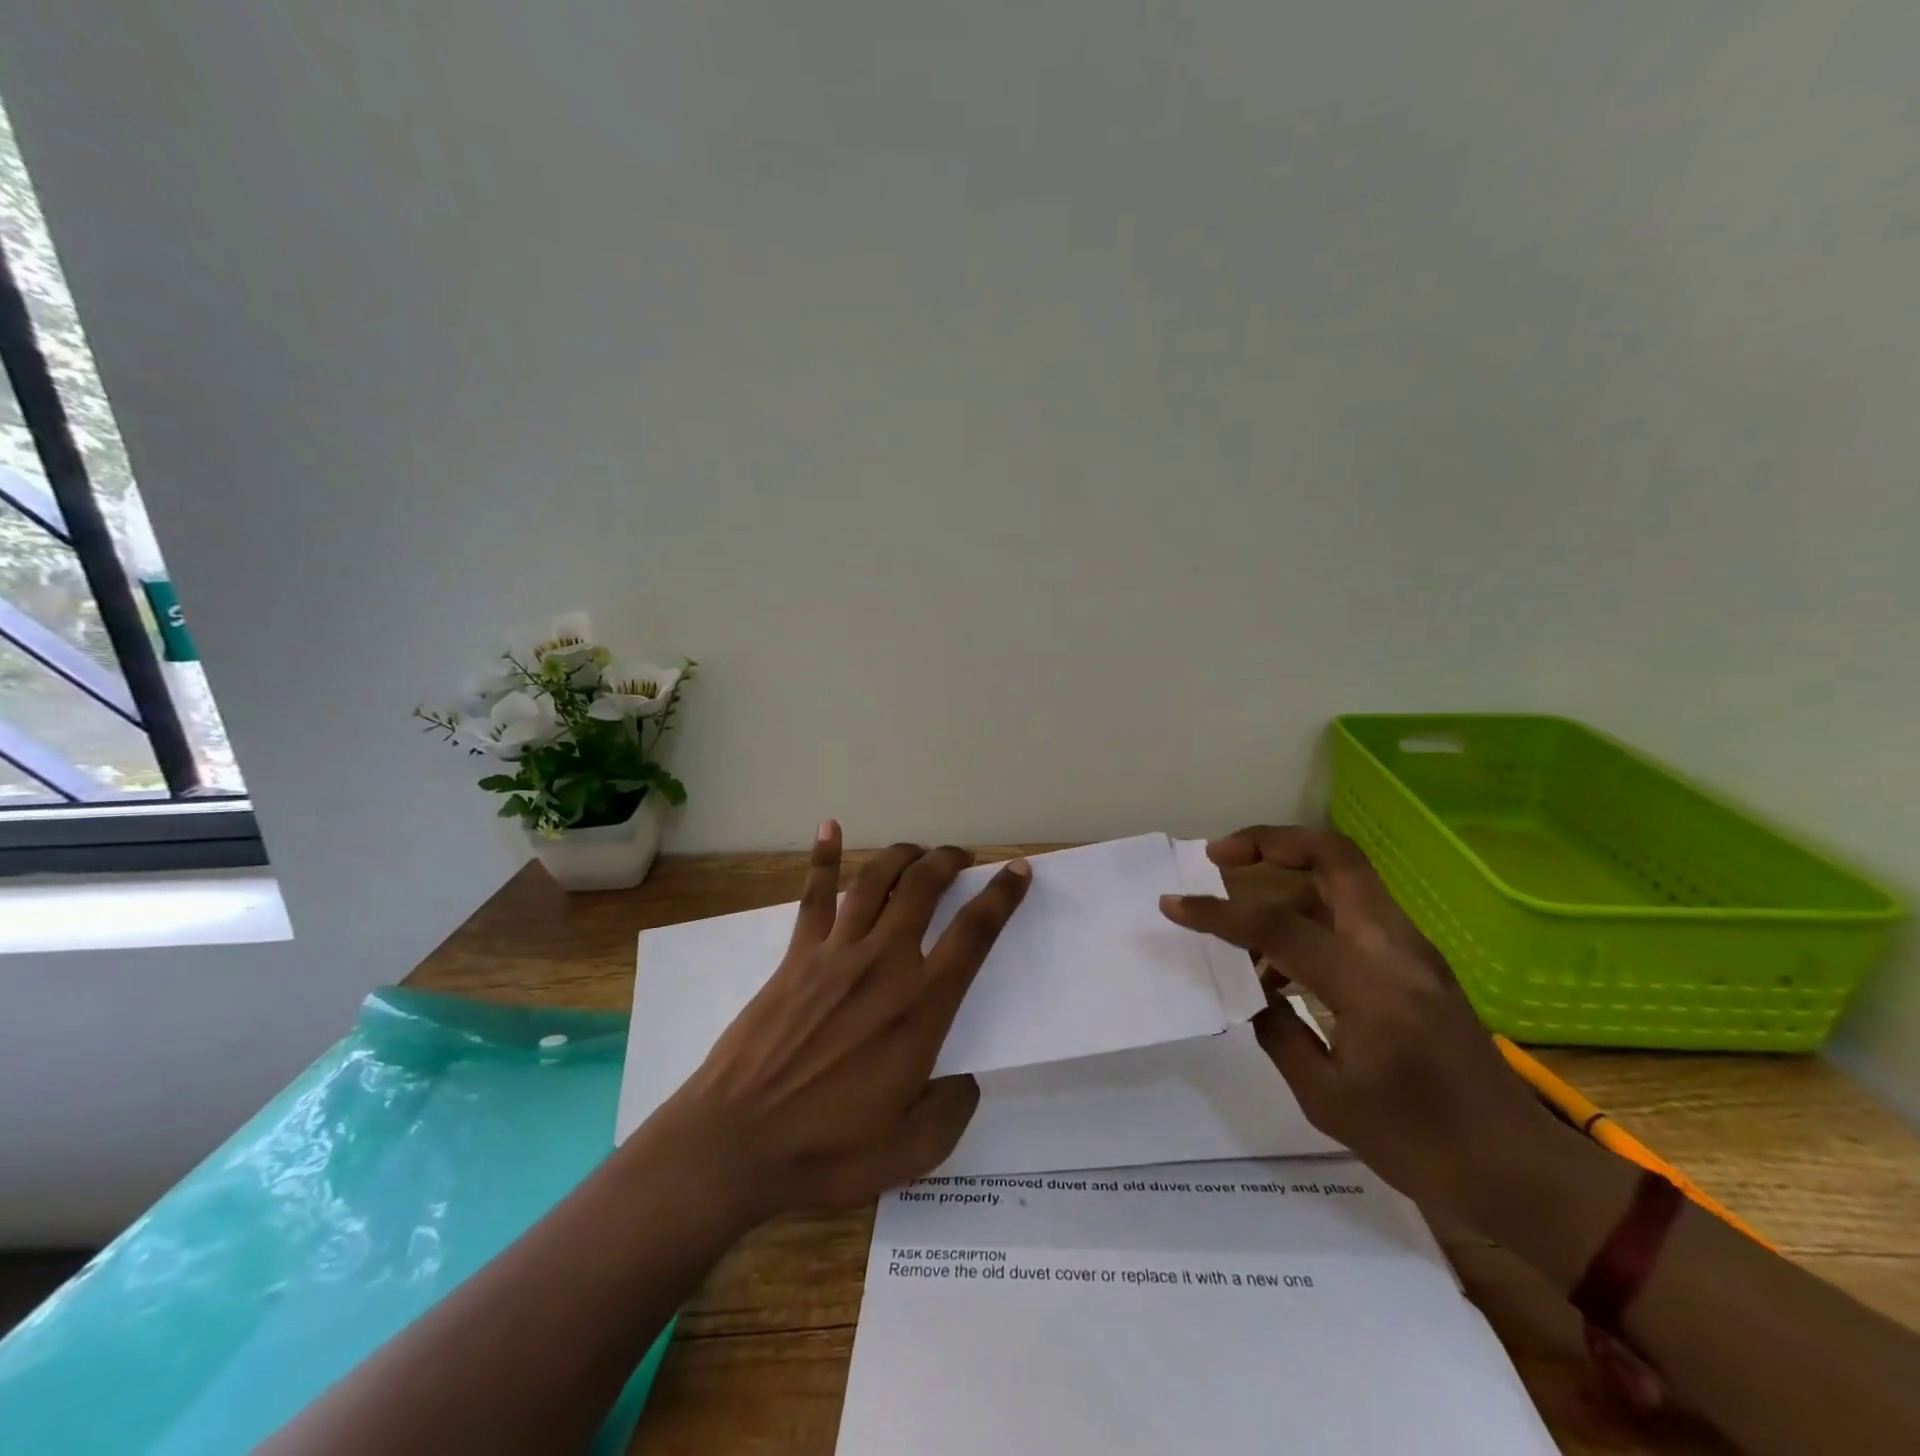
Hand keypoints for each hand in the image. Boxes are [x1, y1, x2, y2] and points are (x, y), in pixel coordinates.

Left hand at [651, 821, 1030, 1222]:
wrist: (734, 1142)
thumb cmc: (826, 1150)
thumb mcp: (911, 1152)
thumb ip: (952, 1111)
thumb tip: (967, 1079)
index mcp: (920, 1008)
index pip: (974, 935)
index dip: (1002, 897)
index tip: (1017, 871)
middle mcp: (884, 964)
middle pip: (924, 889)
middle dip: (950, 861)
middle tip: (963, 857)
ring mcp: (835, 953)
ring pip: (876, 881)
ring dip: (903, 855)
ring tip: (919, 849)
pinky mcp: (796, 956)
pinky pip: (813, 896)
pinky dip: (823, 858)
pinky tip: (830, 827)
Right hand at [1159, 825, 1564, 1227]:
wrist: (1518, 1169)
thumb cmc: (1420, 1146)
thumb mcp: (1326, 1099)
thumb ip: (1276, 1030)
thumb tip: (1250, 989)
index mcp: (1370, 987)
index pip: (1278, 927)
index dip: (1218, 913)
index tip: (1173, 905)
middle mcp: (1395, 949)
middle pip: (1333, 856)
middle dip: (1269, 842)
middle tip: (1218, 855)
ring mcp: (1412, 949)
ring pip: (1343, 876)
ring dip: (1286, 874)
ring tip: (1238, 911)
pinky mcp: (1416, 960)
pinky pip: (1353, 910)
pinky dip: (1308, 910)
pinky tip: (1279, 960)